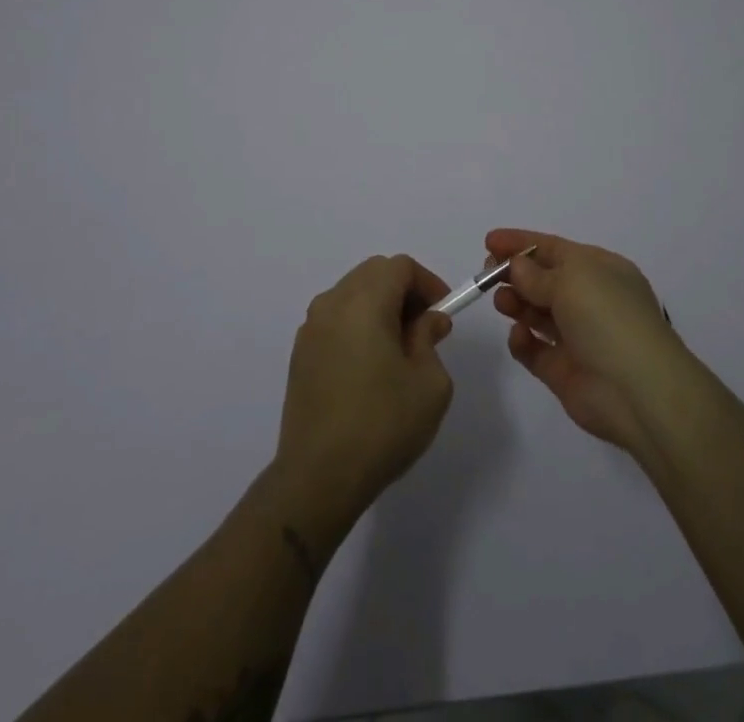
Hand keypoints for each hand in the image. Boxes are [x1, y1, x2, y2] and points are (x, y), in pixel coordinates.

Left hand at [273, 255, 455, 532]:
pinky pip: (335, 319)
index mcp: (364, 302)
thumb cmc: (382, 425)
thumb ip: (430, 339)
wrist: (318, 477)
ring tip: (398, 347)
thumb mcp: (429, 383)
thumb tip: (427, 321)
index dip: (427, 282)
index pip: (399, 266)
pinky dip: (357, 324)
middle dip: (403, 290)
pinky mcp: (300, 354)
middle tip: (424, 326)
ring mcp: (311, 328)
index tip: (443, 311)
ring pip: (351, 294)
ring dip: (379, 306)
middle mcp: (332, 304)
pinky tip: (370, 365)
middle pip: (373, 273)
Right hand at [487, 228, 688, 456]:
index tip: (489, 241)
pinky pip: (535, 350)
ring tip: (501, 302)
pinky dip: (522, 341)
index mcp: (600, 270)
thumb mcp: (572, 280)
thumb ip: (537, 274)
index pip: (554, 248)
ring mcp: (577, 336)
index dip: (521, 242)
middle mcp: (590, 300)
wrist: (638, 391)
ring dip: (516, 303)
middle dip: (514, 274)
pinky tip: (518, 335)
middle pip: (543, 280)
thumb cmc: (608, 318)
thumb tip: (517, 265)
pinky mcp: (564, 371)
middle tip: (487, 273)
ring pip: (537, 313)